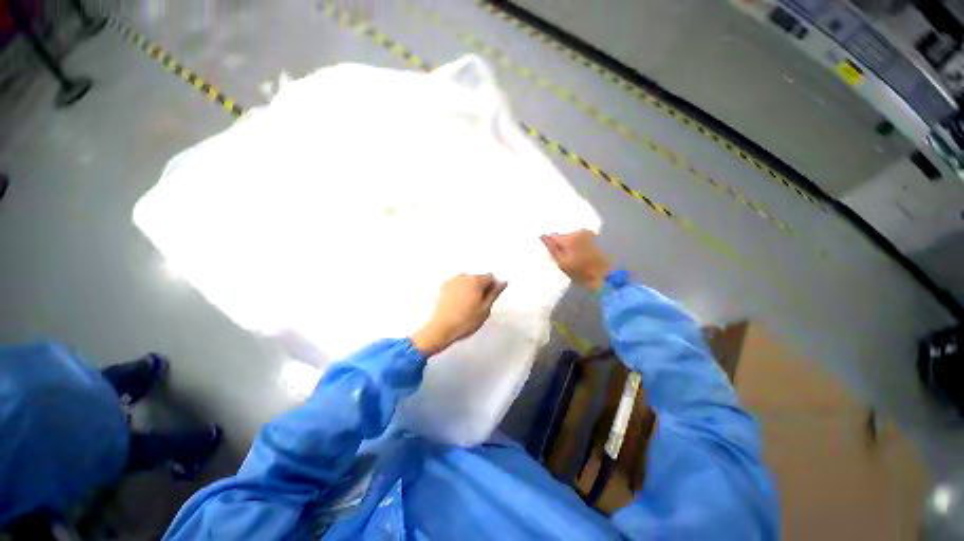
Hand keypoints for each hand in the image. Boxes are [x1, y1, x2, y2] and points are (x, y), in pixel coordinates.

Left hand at [412, 274, 507, 355]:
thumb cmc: (466, 321)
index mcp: (476, 280)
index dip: (492, 288)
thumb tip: (503, 282)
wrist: (441, 328)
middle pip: (478, 278)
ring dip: (470, 289)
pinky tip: (458, 304)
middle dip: (481, 288)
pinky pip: (457, 285)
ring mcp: (452, 281)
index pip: (490, 277)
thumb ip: (494, 293)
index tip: (489, 300)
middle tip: (478, 306)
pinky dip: (460, 291)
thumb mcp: (485, 309)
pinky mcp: (443, 287)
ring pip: (467, 281)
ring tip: (467, 306)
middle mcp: (463, 276)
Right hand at [540, 230, 610, 291]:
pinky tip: (585, 253)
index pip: (553, 236)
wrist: (606, 276)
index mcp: (569, 239)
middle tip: (568, 258)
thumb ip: (552, 248)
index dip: (553, 245)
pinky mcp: (597, 236)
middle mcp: (579, 231)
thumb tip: (543, 236)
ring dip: (573, 244)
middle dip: (564, 244)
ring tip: (578, 257)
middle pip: (564, 235)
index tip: (557, 254)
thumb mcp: (562, 264)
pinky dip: (582, 244)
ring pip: (574, 236)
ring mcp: (589, 233)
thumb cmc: (581, 272)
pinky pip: (583, 238)